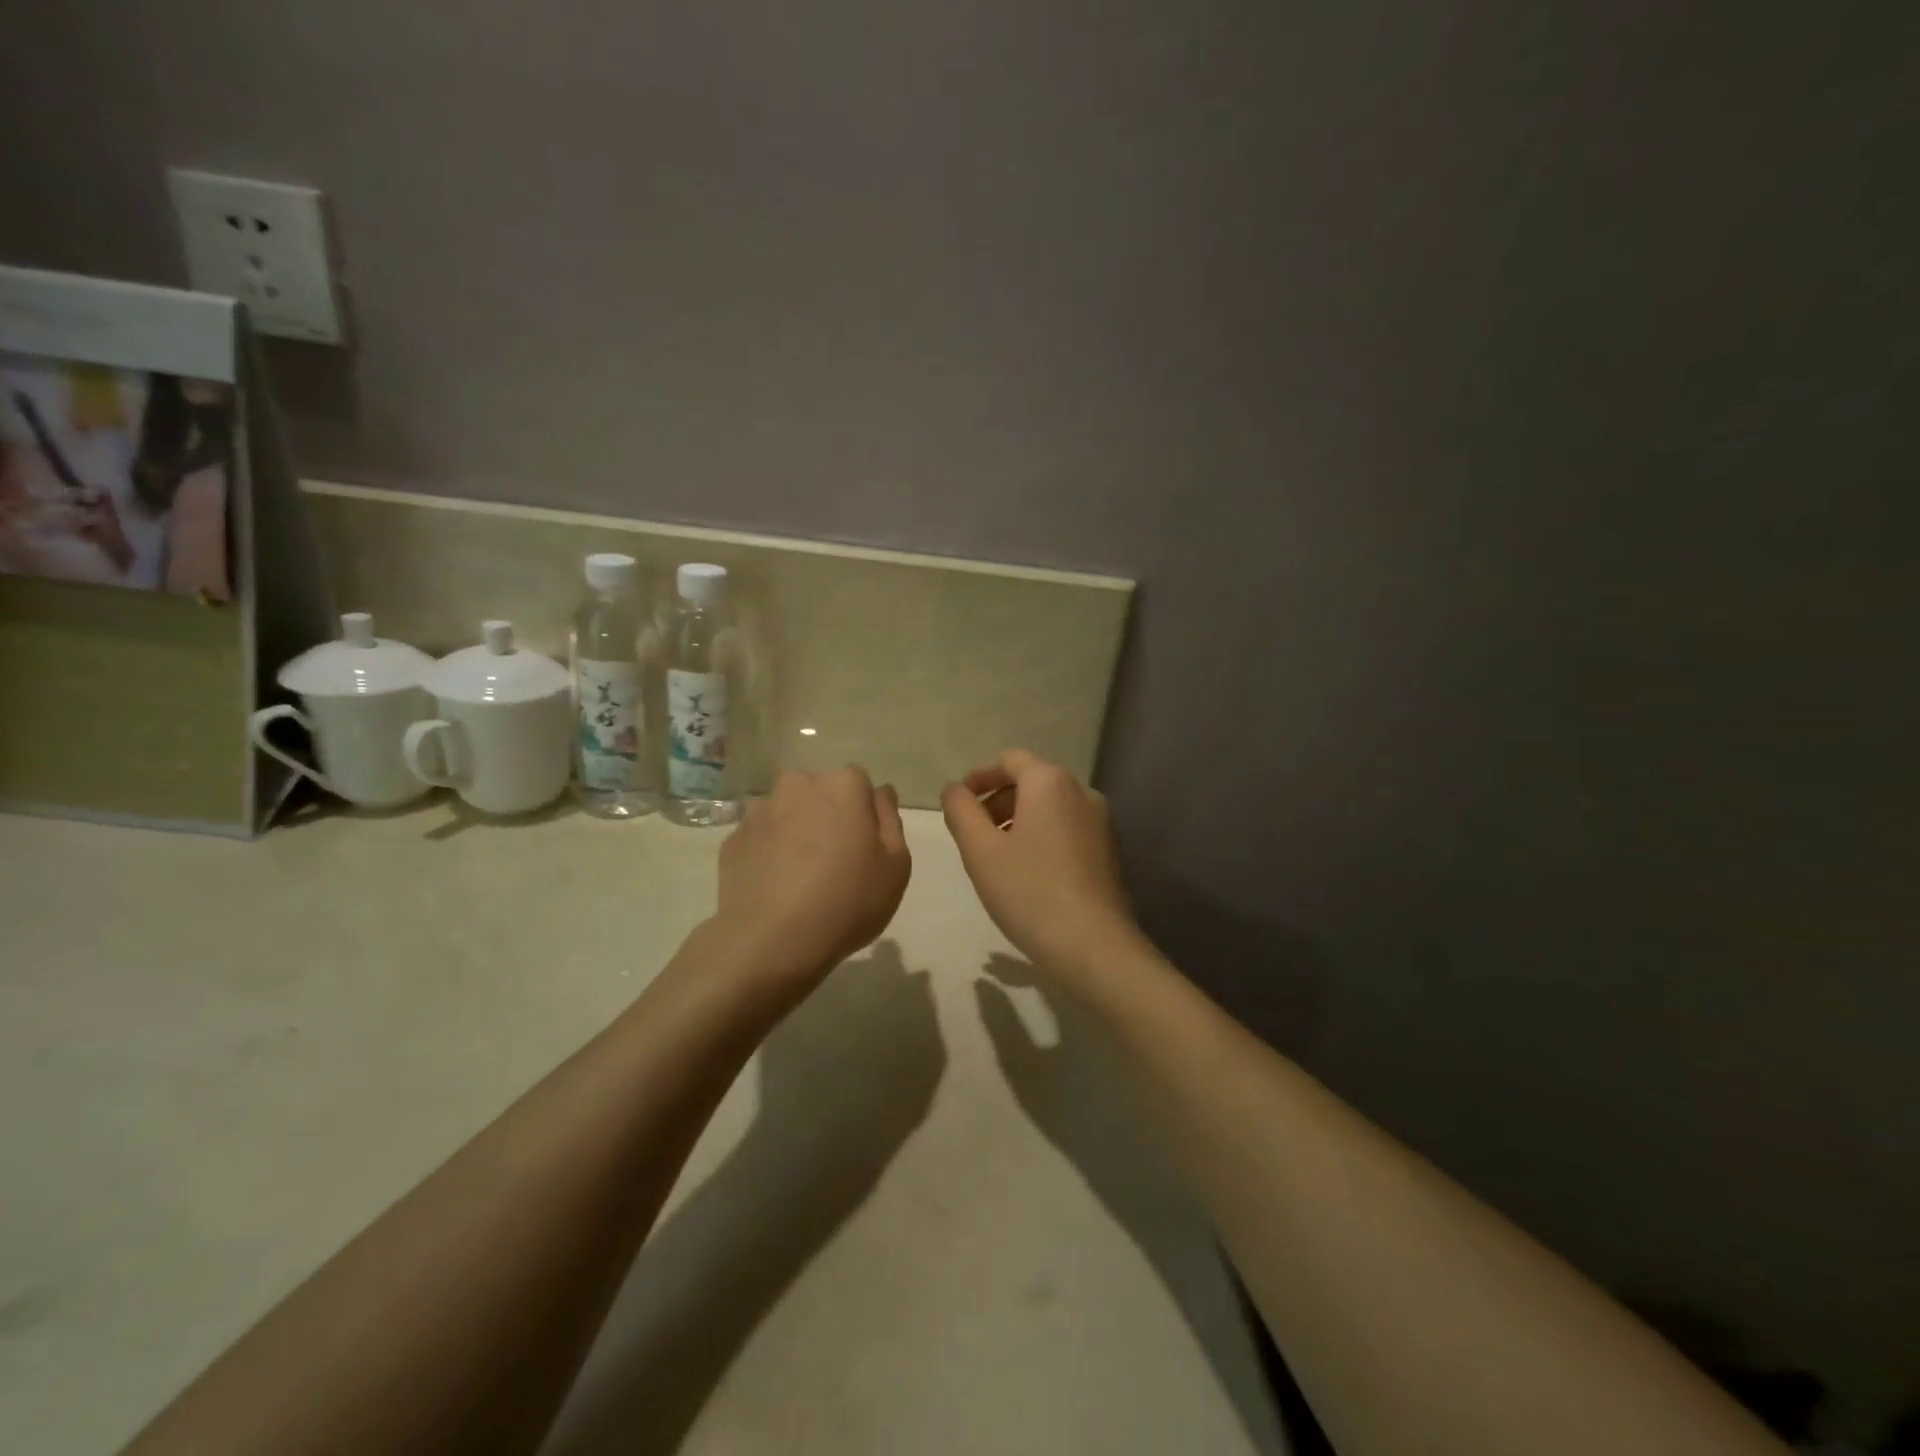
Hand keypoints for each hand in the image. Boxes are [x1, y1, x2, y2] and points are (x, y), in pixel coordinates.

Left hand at [714, 768, 911, 985]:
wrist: (772, 942)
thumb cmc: (847, 901)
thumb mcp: (896, 865)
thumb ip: (890, 819)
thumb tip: (879, 793)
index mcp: (842, 785)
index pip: (860, 783)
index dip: (864, 814)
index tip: (865, 847)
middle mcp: (798, 785)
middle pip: (820, 792)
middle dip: (827, 814)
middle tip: (835, 860)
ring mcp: (760, 811)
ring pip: (787, 812)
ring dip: (795, 830)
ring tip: (800, 876)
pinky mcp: (733, 840)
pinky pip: (760, 838)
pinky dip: (768, 852)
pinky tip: (776, 886)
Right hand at [940, 750, 1137, 972]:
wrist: (1092, 944)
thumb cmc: (1028, 891)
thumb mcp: (980, 850)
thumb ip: (961, 811)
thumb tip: (954, 789)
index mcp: (1050, 782)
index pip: (1010, 760)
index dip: (980, 777)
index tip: (960, 803)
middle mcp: (1081, 792)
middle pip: (1032, 781)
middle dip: (998, 801)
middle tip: (974, 834)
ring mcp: (1100, 821)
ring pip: (1050, 807)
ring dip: (1019, 820)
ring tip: (997, 856)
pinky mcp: (1109, 850)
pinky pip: (1067, 828)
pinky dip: (1042, 836)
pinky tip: (1028, 873)